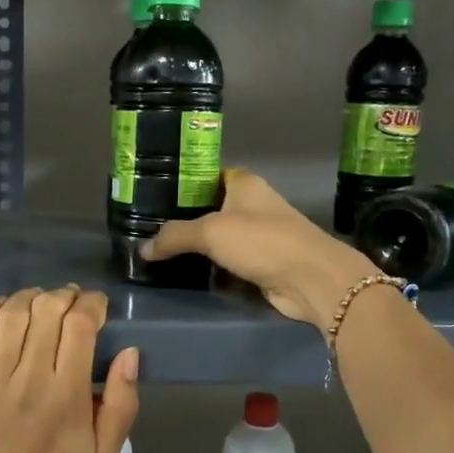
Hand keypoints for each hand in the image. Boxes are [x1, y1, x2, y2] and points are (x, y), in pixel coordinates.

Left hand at [0, 286, 141, 452]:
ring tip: (41, 303)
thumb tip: (130, 353)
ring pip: (10, 314)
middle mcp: (28, 379)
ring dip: (30, 298)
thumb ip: (122, 405)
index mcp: (68, 396)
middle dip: (65, 296)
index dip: (92, 304)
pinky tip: (5, 312)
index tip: (98, 307)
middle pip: (46, 310)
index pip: (80, 325)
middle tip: (73, 303)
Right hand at [142, 168, 375, 332]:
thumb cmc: (262, 241)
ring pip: (220, 237)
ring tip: (161, 251)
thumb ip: (174, 237)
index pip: (208, 174)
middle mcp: (253, 204)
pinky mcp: (262, 262)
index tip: (154, 193)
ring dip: (198, 246)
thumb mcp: (211, 232)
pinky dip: (212, 267)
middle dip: (185, 218)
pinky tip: (187, 272)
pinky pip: (229, 261)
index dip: (184, 181)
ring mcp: (260, 234)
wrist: (310, 278)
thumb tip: (143, 249)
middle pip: (211, 206)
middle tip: (149, 227)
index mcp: (244, 184)